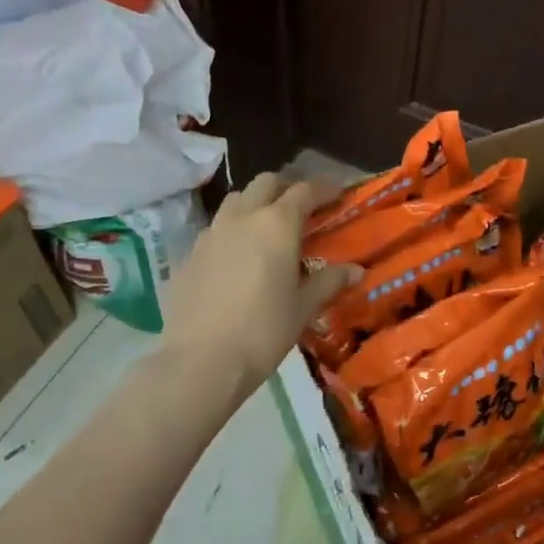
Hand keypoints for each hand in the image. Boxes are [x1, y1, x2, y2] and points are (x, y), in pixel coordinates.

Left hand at [161, 172, 362, 399]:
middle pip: (266, 183)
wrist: (201, 360)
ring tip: (266, 229)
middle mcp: (242, 217)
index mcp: (277, 224)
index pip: (305, 190)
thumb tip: (355, 270)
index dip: (324, 188)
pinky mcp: (188, 254)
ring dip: (255, 204)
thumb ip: (329, 282)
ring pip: (236, 201)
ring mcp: (210, 233)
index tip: (337, 193)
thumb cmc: (263, 330)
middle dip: (286, 188)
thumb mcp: (303, 307)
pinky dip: (231, 232)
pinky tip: (236, 260)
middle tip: (302, 208)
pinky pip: (214, 230)